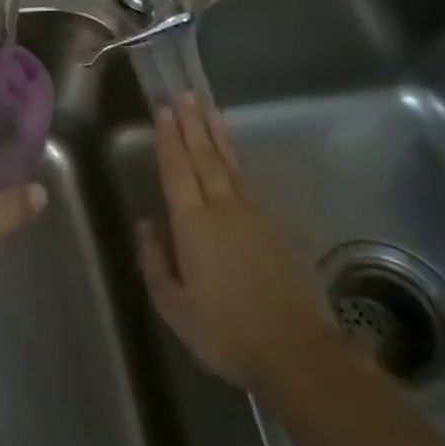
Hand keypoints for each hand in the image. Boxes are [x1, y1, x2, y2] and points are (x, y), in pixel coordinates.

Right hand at [136, 94, 336, 390]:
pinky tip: (234, 157)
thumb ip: (155, 262)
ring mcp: (254, 215)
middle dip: (192, 124)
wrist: (297, 351)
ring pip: (230, 165)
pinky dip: (237, 162)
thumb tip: (147, 224)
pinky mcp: (277, 228)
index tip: (164, 110)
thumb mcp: (174, 306)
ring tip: (210, 110)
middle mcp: (223, 208)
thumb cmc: (226, 331)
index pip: (177, 170)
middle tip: (185, 94)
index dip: (169, 139)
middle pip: (204, 157)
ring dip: (217, 135)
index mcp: (193, 224)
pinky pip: (248, 182)